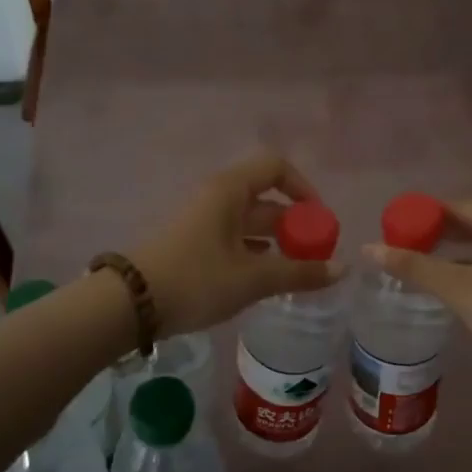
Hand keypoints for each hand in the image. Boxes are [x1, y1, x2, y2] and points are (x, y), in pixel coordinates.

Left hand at [132, 154, 343, 335]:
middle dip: (294, 225)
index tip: (319, 220)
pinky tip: (264, 279)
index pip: (276, 167)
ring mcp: (202, 220)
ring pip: (249, 222)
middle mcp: (216, 197)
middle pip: (265, 198)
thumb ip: (299, 273)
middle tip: (315, 256)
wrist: (129, 303)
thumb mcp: (252, 279)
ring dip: (275, 243)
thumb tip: (342, 269)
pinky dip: (254, 253)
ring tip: (296, 272)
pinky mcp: (192, 244)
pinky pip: (233, 239)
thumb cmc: (196, 280)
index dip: (303, 188)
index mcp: (230, 190)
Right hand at [364, 200, 471, 376]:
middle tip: (403, 246)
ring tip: (421, 262)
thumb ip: (414, 266)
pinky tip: (454, 279)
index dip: (425, 218)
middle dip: (440, 236)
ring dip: (457, 253)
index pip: (460, 208)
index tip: (395, 229)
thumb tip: (368, 248)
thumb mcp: (458, 287)